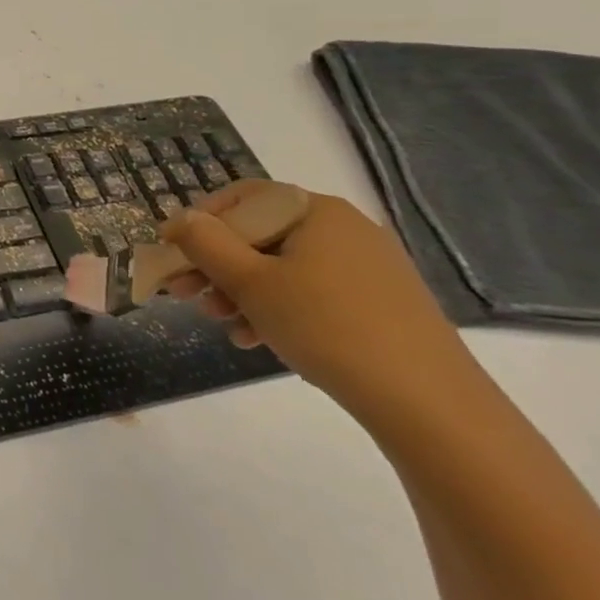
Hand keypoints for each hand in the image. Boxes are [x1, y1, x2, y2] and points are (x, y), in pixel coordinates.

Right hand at [160, 182, 468, 412]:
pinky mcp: (377, 303)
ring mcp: (366, 267)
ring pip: (280, 267)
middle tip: (184, 293)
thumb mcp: (250, 282)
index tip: (171, 252)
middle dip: (215, 264)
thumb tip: (180, 219)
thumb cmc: (325, 326)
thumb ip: (205, 243)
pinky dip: (276, 308)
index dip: (199, 221)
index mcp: (316, 212)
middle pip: (259, 234)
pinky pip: (310, 292)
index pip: (242, 197)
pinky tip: (255, 339)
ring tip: (219, 322)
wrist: (428, 402)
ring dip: (239, 290)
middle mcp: (344, 229)